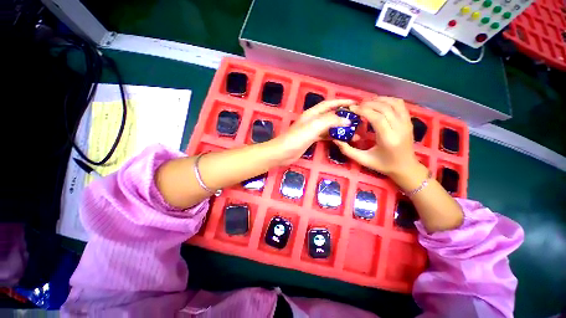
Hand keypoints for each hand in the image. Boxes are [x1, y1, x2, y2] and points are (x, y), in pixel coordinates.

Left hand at [271, 99, 354, 165]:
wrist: (284, 152)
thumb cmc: (297, 138)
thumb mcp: (314, 126)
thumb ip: (330, 121)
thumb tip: (347, 120)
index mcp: (312, 113)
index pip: (329, 104)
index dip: (342, 102)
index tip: (356, 103)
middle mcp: (313, 119)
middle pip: (331, 115)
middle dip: (343, 116)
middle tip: (357, 120)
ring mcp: (312, 130)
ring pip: (329, 126)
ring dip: (340, 128)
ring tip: (353, 133)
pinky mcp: (312, 139)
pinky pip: (325, 135)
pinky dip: (334, 136)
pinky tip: (341, 139)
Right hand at [333, 97, 421, 178]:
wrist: (405, 167)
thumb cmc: (383, 165)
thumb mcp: (363, 160)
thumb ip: (347, 150)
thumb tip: (336, 140)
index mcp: (388, 139)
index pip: (377, 118)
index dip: (363, 110)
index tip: (352, 109)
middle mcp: (400, 129)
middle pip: (385, 108)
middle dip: (368, 104)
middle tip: (356, 106)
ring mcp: (407, 123)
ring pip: (393, 103)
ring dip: (378, 100)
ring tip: (366, 103)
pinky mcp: (409, 121)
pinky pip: (400, 105)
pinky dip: (388, 100)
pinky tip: (378, 103)